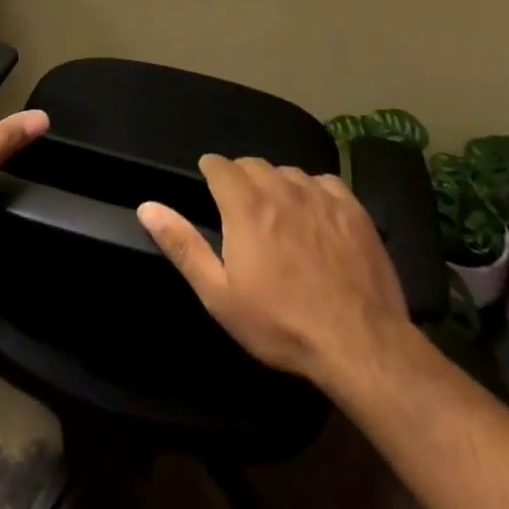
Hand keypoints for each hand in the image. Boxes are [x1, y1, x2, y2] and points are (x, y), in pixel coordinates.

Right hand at [138, 155, 410, 386]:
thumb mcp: (219, 295)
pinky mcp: (353, 208)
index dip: (211, 174)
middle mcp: (280, 187)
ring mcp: (320, 194)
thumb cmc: (281, 324)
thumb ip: (182, 245)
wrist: (361, 345)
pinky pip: (324, 183)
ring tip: (279, 217)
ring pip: (288, 172)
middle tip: (243, 214)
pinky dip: (314, 193)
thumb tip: (147, 206)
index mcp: (244, 203)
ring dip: (277, 185)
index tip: (211, 191)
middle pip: (253, 164)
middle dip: (241, 179)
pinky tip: (317, 218)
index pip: (219, 164)